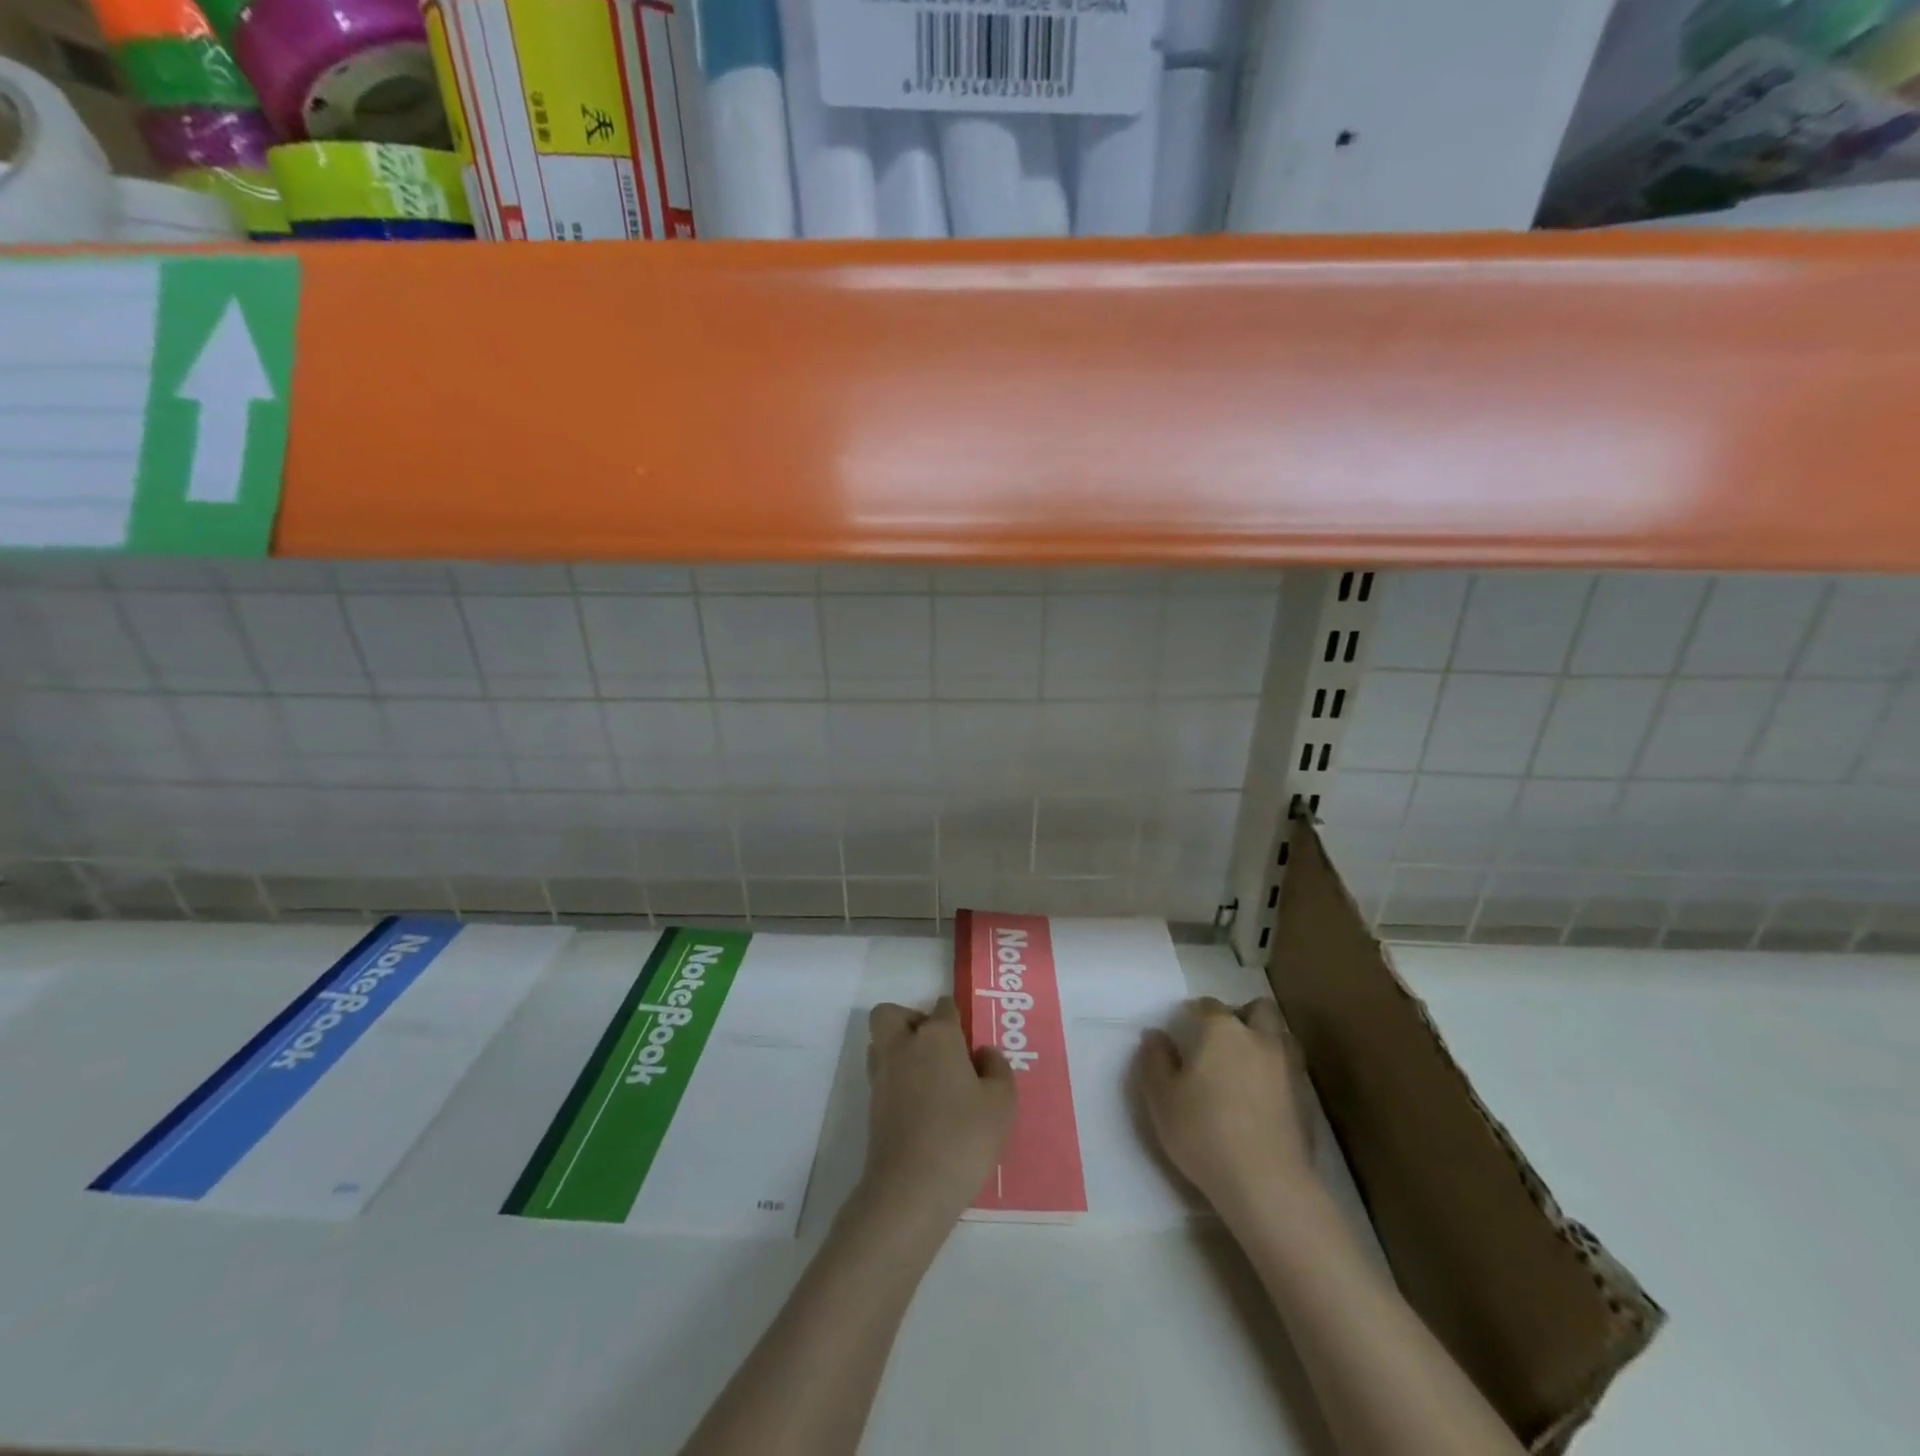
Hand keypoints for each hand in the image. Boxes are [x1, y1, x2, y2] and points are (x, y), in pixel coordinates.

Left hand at [860, 997, 1015, 1228]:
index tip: (968, 1040)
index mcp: (937, 1036)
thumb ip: (997, 1069)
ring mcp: (882, 1076)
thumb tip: (983, 1053)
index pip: (943, 1007)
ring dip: (899, 1049)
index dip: (956, 1017)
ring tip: (929, 1076)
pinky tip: (921, 1104)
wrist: (911, 1189)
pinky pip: (882, 1076)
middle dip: (910, 1020)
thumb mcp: (1001, 1103)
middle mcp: (903, 1046)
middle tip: (936, 1047)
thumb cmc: (963, 1138)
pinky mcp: (871, 1106)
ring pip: (880, 1043)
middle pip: (892, 1014)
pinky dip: (896, 1080)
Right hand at [1139, 997, 1317, 1221]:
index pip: (1208, 1005)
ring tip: (1246, 1064)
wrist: (1266, 1184)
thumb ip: (1155, 1060)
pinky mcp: (1306, 1099)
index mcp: (1222, 1030)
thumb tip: (1156, 1035)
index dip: (1194, 1012)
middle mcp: (1259, 1038)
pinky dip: (1277, 1072)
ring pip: (1282, 1036)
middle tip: (1223, 1039)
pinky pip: (1291, 1069)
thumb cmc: (1204, 1132)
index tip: (1184, 1028)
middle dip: (1242, 1015)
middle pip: (1258, 1009)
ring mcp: (1289, 1068)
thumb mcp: (1161, 1097)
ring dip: (1265, 1040)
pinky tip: (1263, 1096)